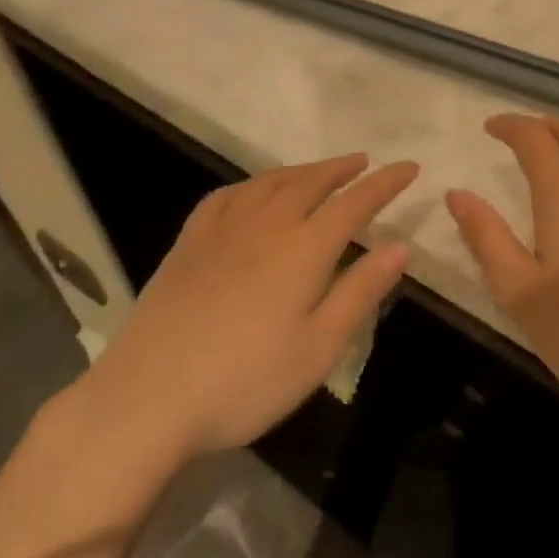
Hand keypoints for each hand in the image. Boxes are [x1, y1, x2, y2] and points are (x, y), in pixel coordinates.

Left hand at [80, 154, 418, 461]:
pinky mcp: (189, 242)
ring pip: (269, 182)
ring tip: (318, 171)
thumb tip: (400, 247)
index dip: (385, 183)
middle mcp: (266, 225)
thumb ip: (360, 292)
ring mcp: (222, 229)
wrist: (149, 396)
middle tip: (364, 161)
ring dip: (301, 170)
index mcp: (303, 249)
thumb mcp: (318, 348)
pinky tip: (251, 192)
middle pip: (311, 182)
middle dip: (342, 169)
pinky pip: (225, 196)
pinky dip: (250, 184)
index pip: (355, 202)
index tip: (409, 167)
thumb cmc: (246, 381)